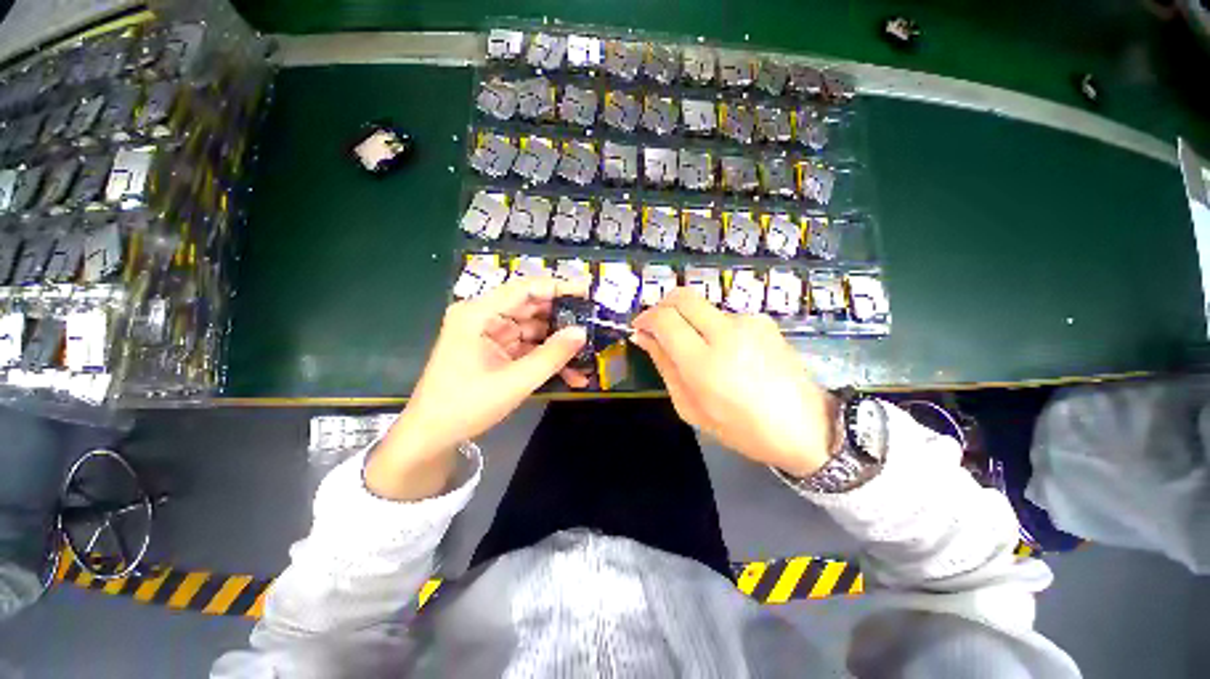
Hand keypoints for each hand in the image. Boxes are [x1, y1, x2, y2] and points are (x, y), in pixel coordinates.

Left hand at [367, 276, 589, 499]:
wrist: (431, 437)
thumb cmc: (466, 406)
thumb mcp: (514, 382)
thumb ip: (551, 356)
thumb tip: (582, 332)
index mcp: (478, 314)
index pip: (524, 289)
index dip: (558, 287)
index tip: (588, 291)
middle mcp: (483, 317)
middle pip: (531, 307)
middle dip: (562, 319)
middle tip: (593, 324)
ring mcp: (490, 334)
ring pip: (533, 329)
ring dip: (558, 344)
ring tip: (587, 353)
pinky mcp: (495, 350)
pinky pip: (527, 347)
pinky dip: (546, 357)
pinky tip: (570, 372)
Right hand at [631, 288, 838, 476]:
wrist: (806, 428)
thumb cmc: (741, 428)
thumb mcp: (691, 407)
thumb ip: (665, 366)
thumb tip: (643, 337)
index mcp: (704, 363)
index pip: (664, 319)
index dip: (646, 318)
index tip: (640, 328)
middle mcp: (726, 332)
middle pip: (682, 297)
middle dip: (662, 306)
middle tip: (658, 327)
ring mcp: (749, 322)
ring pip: (703, 306)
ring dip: (690, 320)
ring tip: (698, 349)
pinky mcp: (764, 320)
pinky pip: (725, 315)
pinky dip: (713, 327)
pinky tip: (725, 352)